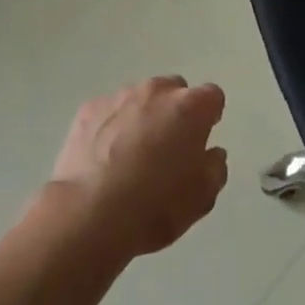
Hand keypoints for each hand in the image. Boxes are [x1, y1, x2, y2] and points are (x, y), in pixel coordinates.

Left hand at [49, 76, 229, 259]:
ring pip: (139, 99)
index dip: (208, 118)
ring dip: (142, 117)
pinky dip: (110, 126)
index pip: (212, 97)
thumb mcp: (202, 197)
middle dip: (175, 113)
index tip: (200, 142)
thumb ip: (215, 167)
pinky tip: (103, 159)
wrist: (90, 213)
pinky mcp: (89, 109)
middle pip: (174, 91)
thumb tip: (211, 153)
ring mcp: (119, 96)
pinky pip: (108, 111)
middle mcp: (157, 91)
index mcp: (190, 107)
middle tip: (167, 149)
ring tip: (130, 157)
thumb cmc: (155, 205)